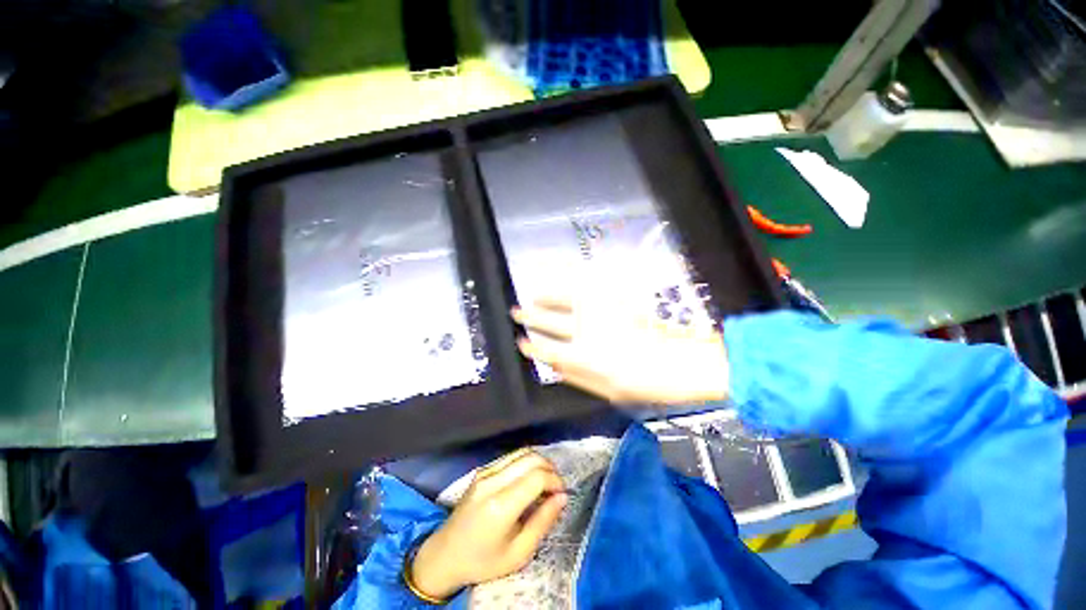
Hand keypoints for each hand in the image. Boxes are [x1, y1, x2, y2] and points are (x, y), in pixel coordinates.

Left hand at [410, 449, 566, 598]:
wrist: (444, 555)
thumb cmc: (483, 561)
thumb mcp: (519, 553)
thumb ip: (543, 522)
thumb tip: (563, 497)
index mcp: (500, 505)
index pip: (537, 477)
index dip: (555, 481)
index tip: (562, 495)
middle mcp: (492, 481)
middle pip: (531, 458)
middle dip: (550, 469)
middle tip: (556, 488)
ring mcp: (485, 472)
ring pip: (522, 452)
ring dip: (539, 463)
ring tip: (545, 483)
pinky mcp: (482, 470)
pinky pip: (511, 457)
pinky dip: (526, 462)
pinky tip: (529, 479)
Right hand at [512, 294, 728, 405]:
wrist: (684, 362)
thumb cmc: (647, 383)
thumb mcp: (610, 392)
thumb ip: (578, 377)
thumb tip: (554, 365)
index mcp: (586, 358)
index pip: (548, 350)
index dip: (532, 347)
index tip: (521, 342)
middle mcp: (589, 331)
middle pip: (552, 321)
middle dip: (532, 317)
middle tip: (517, 311)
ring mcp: (602, 312)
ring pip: (565, 298)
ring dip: (547, 296)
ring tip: (534, 293)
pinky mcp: (616, 298)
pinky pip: (587, 283)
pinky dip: (571, 274)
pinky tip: (562, 272)